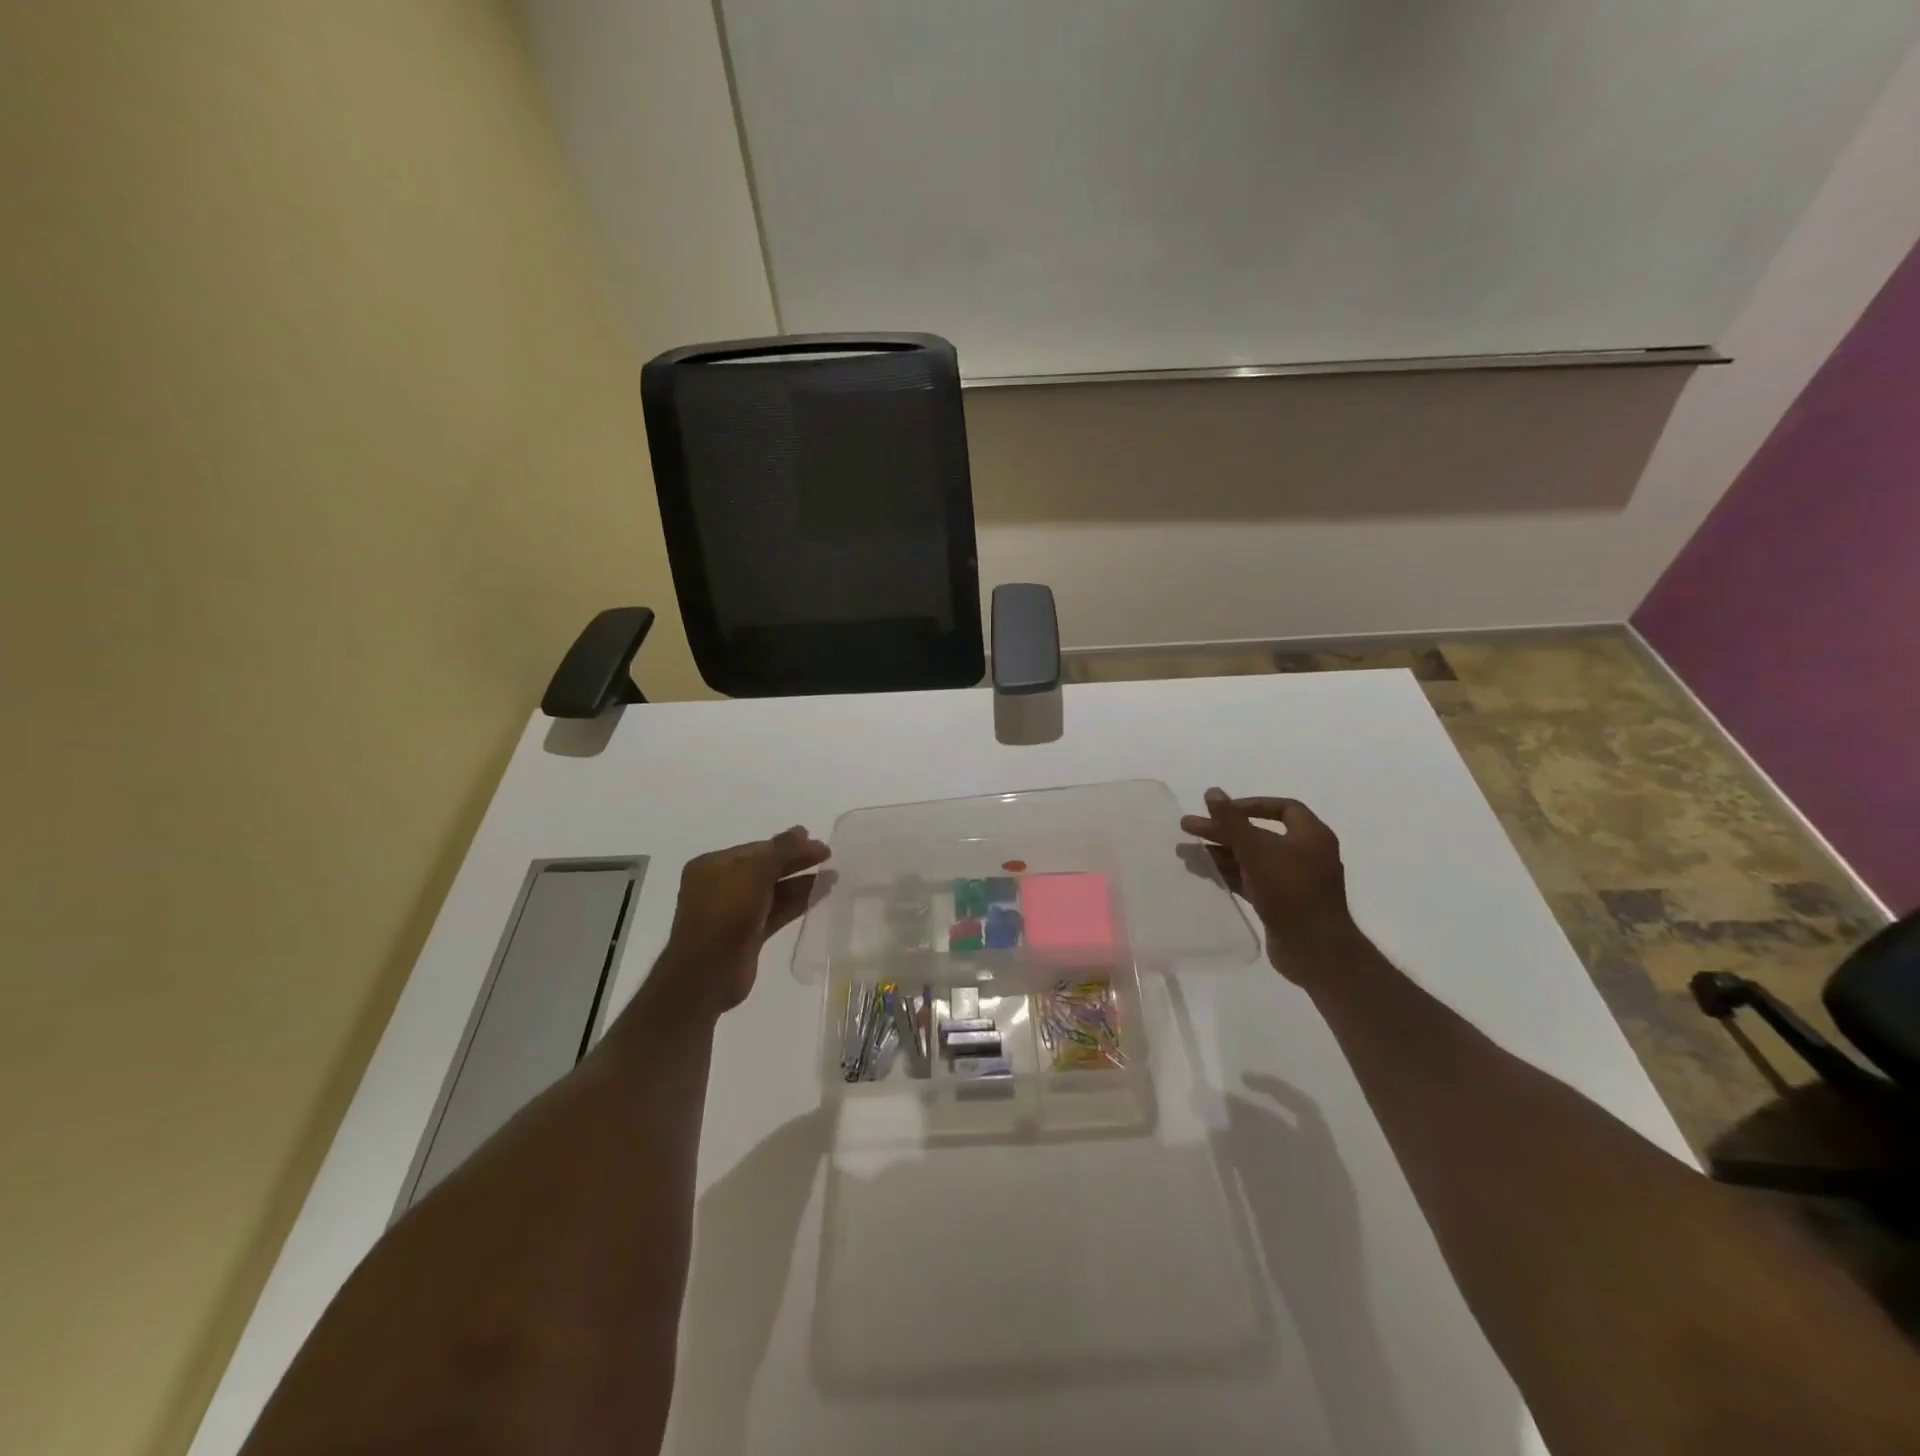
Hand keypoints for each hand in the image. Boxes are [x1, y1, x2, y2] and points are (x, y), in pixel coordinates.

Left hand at [654, 826, 830, 1015]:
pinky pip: (777, 911)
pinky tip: (822, 894)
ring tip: (833, 875)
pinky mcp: (748, 934)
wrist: (706, 974)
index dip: (788, 844)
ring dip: (801, 882)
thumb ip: (780, 850)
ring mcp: (734, 911)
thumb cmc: (725, 913)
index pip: (757, 848)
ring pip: (774, 890)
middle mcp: (721, 885)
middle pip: (766, 867)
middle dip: (797, 861)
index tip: (818, 842)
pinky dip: (798, 902)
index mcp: (713, 866)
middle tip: (828, 855)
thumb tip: (802, 831)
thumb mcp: (753, 873)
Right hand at [1181, 789, 1360, 980]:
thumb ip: (1232, 821)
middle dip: (1222, 831)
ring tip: (1184, 852)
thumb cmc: (1290, 891)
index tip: (1220, 810)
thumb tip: (1212, 791)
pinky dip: (1228, 874)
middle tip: (1188, 828)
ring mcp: (1293, 880)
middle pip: (1258, 834)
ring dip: (1219, 853)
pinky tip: (1202, 872)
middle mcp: (1305, 854)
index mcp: (1311, 835)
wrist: (1315, 950)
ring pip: (1251, 858)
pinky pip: (1250, 880)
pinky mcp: (1281, 902)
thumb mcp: (1257, 851)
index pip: (1282, 808)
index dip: (1249, 805)